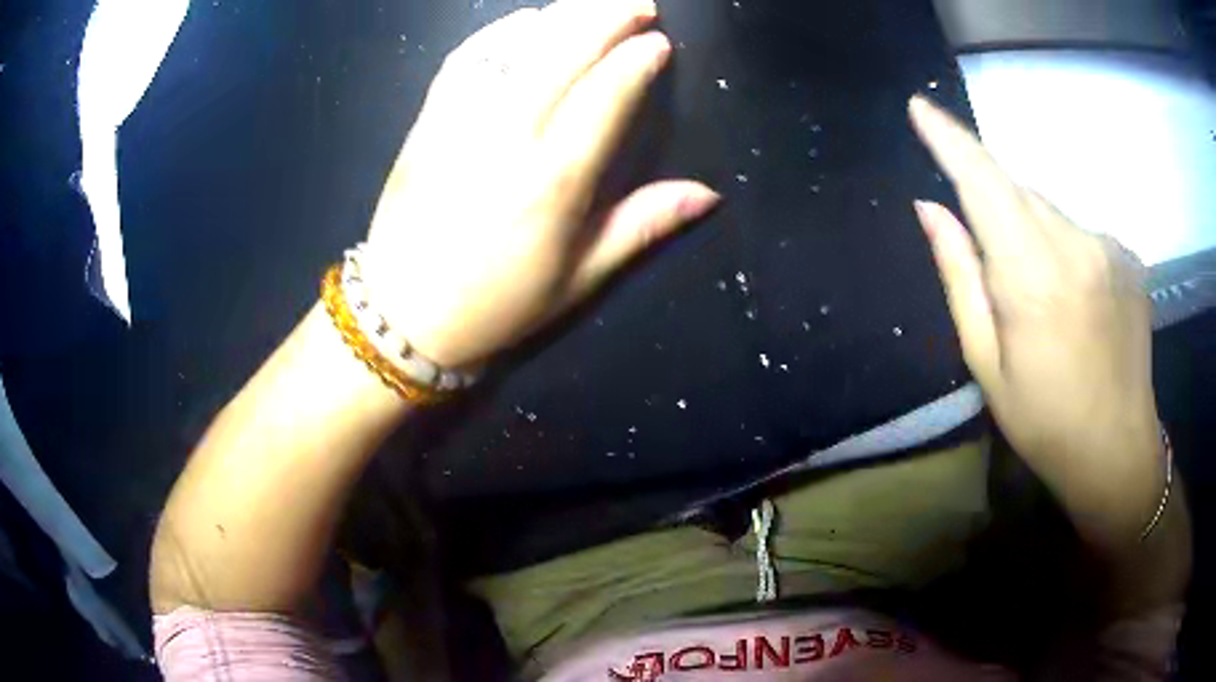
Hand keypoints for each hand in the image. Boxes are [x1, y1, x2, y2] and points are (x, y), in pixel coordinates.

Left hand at [362, 0, 718, 367]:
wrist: (404, 314)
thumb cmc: (498, 304)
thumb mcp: (580, 277)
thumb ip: (644, 225)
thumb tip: (709, 195)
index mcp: (554, 180)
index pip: (606, 95)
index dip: (637, 61)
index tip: (660, 42)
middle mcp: (508, 136)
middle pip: (564, 54)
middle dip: (607, 17)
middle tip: (639, 2)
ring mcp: (460, 122)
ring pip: (516, 47)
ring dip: (560, 16)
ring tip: (592, 3)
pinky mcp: (427, 121)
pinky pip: (465, 60)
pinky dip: (498, 33)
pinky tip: (524, 21)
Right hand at [909, 96, 1162, 542]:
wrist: (1117, 450)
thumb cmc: (1044, 421)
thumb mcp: (986, 363)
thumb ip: (960, 276)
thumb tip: (930, 208)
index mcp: (1031, 275)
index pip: (983, 182)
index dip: (950, 139)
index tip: (921, 107)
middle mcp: (1074, 243)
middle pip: (1018, 189)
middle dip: (992, 202)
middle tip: (995, 264)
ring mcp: (1108, 245)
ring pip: (1050, 208)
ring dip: (1031, 230)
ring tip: (1042, 297)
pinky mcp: (1127, 254)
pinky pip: (1079, 229)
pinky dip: (1063, 246)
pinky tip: (1074, 300)